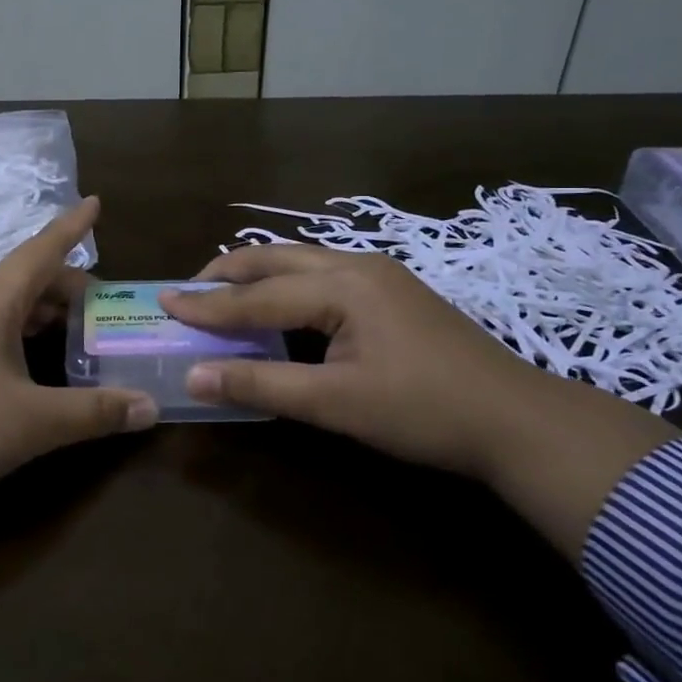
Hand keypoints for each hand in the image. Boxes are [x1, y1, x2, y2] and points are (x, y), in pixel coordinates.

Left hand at [0, 196, 157, 501]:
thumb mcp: (34, 421)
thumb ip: (95, 412)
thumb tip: (151, 407)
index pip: (44, 250)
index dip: (73, 227)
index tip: (96, 202)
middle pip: (31, 277)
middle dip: (72, 288)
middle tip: (109, 310)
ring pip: (11, 301)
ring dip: (48, 311)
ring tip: (82, 332)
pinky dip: (25, 328)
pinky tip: (38, 359)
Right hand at [163, 245, 673, 558]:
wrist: (519, 421)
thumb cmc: (424, 411)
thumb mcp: (336, 404)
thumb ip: (261, 384)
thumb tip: (194, 376)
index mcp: (342, 286)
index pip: (257, 296)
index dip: (207, 305)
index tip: (162, 301)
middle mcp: (357, 266)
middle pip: (276, 259)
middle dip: (228, 273)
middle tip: (187, 290)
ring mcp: (381, 275)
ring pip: (301, 263)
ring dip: (258, 276)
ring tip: (224, 294)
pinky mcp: (394, 292)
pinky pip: (323, 276)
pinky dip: (288, 286)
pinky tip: (280, 306)